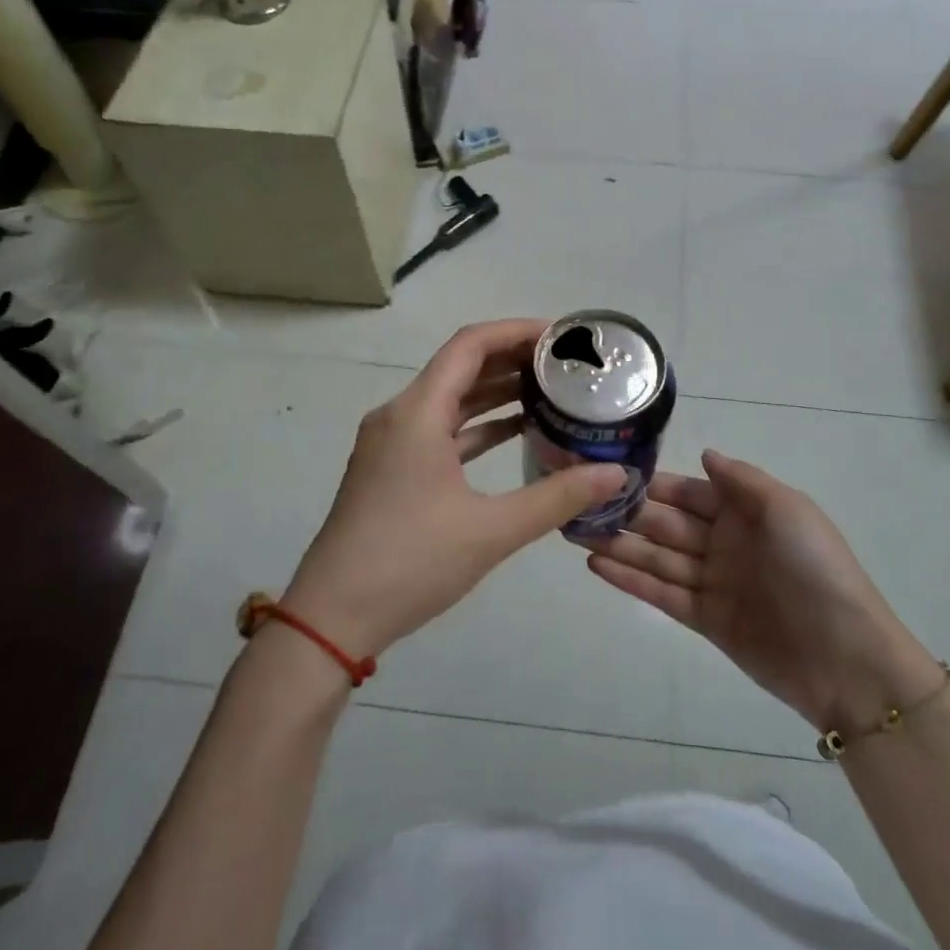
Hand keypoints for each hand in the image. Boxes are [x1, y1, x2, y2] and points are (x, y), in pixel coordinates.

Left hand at [283, 320, 627, 659]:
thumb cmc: (409, 563)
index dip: (516, 331)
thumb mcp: (491, 531)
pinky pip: (442, 430)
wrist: (333, 617)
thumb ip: (557, 497)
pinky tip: (518, 432)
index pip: (470, 345)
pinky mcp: (393, 469)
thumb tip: (616, 474)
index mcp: (417, 413)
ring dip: (497, 392)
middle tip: (567, 364)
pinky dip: (479, 426)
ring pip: (452, 400)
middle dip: (513, 359)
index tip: (562, 336)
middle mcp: (401, 415)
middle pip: (461, 367)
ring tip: (552, 391)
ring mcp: (393, 443)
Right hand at [584, 451, 937, 731]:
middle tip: (576, 504)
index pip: (687, 492)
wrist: (845, 656)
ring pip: (657, 558)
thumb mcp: (786, 508)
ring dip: (618, 546)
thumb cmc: (816, 568)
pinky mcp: (706, 620)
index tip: (608, 473)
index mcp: (745, 512)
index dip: (651, 485)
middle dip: (625, 514)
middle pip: (665, 524)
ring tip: (574, 533)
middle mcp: (724, 542)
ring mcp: (714, 582)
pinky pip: (662, 593)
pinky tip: (596, 566)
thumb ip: (741, 480)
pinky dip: (630, 580)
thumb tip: (704, 453)